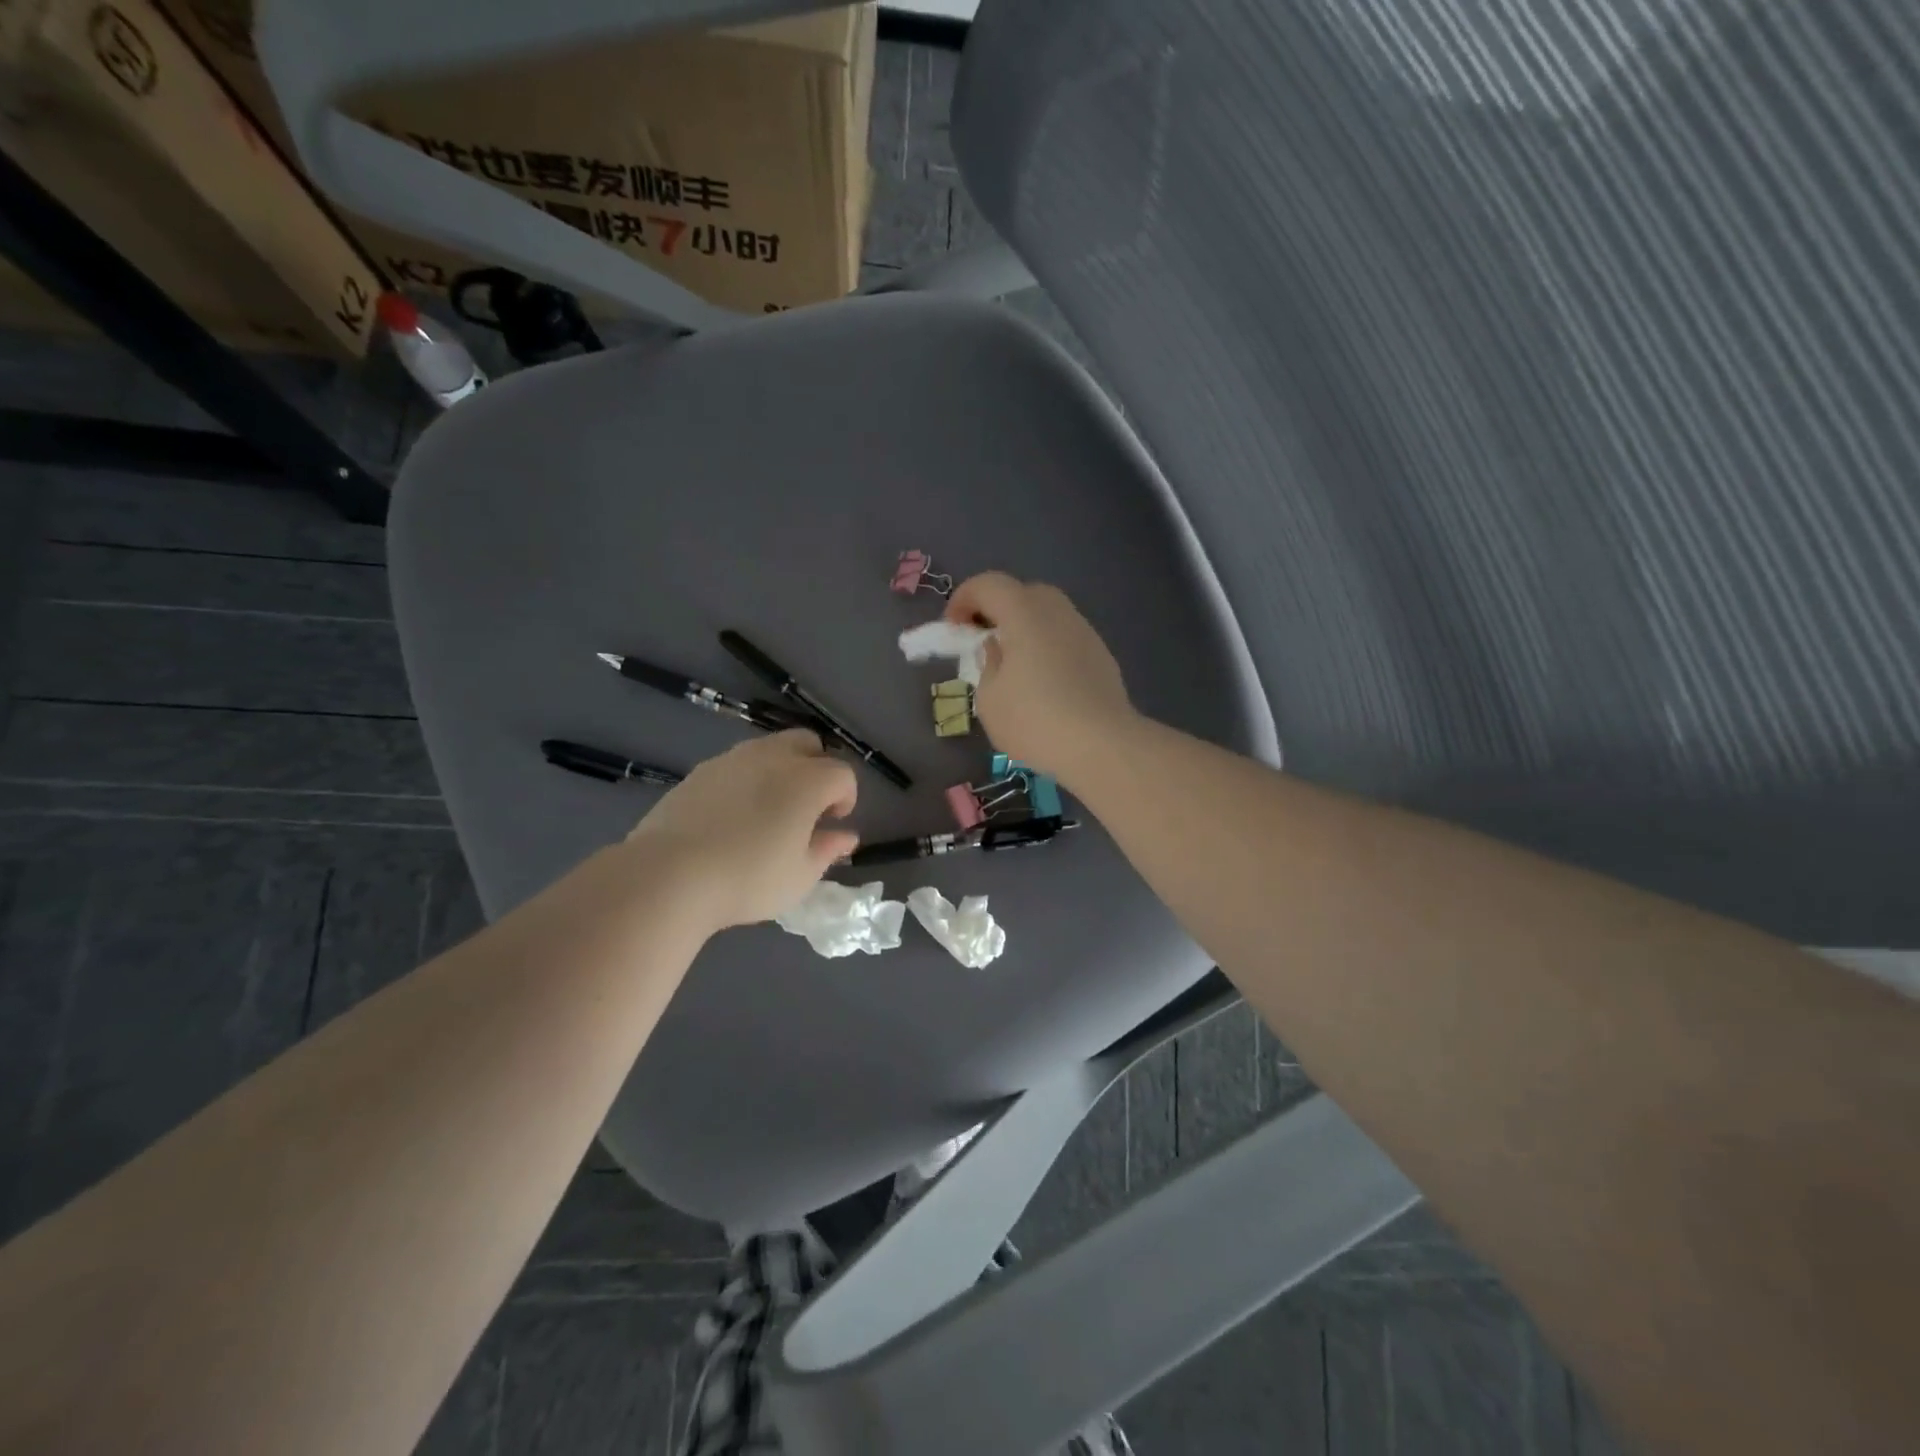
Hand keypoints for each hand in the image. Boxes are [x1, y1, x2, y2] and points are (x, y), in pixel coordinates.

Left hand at [626, 731, 858, 929]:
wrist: (669, 874)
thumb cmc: (748, 878)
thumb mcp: (800, 876)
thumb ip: (827, 850)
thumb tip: (846, 836)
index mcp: (807, 780)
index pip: (842, 774)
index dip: (846, 797)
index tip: (834, 822)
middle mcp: (774, 757)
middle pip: (808, 743)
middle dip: (817, 767)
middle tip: (807, 806)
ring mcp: (733, 759)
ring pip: (770, 748)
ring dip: (781, 769)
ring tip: (769, 810)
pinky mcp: (701, 770)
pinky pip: (737, 764)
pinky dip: (747, 779)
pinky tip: (733, 815)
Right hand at [945, 572, 1134, 778]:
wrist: (1102, 746)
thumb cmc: (1035, 721)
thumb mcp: (989, 699)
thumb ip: (987, 664)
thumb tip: (998, 648)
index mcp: (1025, 613)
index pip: (989, 584)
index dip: (963, 599)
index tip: (952, 629)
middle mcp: (1058, 612)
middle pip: (1022, 593)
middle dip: (996, 611)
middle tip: (982, 641)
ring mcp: (1084, 632)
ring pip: (1048, 615)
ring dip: (1024, 629)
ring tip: (1012, 665)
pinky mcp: (1101, 655)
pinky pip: (1065, 638)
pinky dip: (1047, 647)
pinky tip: (1043, 683)